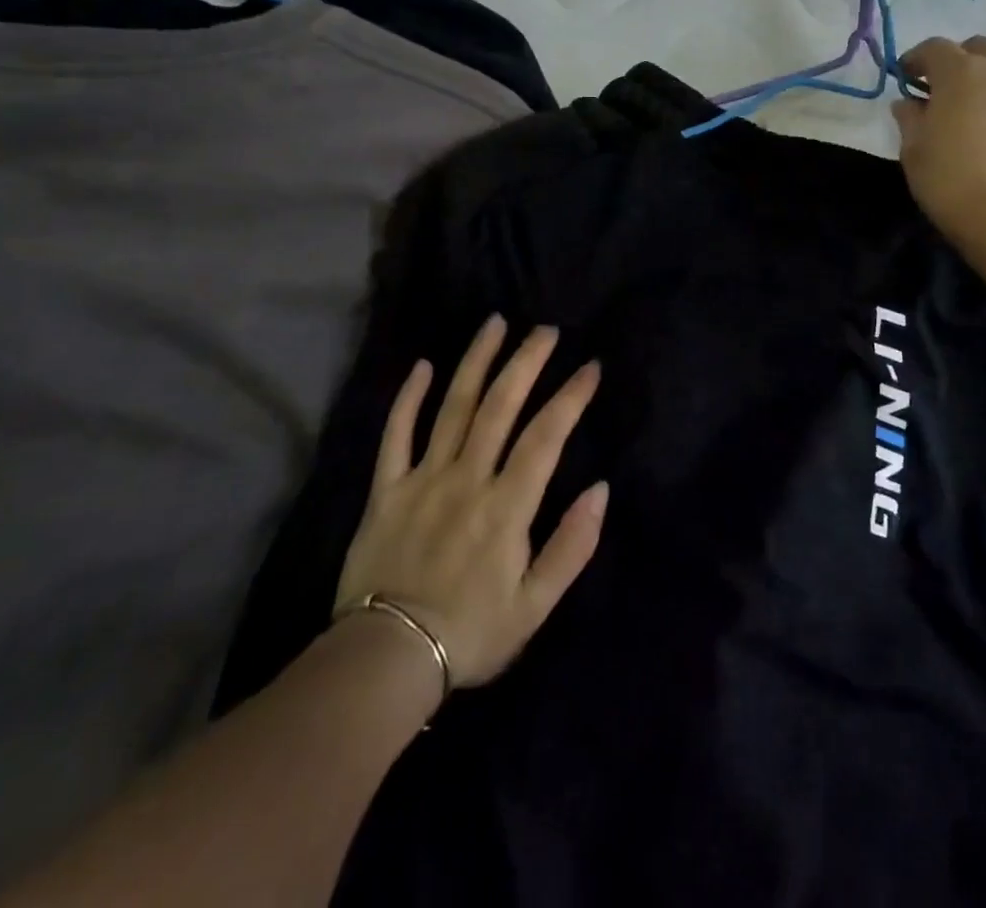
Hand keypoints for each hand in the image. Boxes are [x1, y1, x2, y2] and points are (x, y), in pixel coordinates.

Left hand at [335, 317, 607, 691]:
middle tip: (546, 330)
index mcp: (506, 506)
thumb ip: (571, 546)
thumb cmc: (471, 634)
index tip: (590, 368)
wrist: (386, 661)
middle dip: (526, 362)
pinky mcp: (386, 489)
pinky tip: (422, 365)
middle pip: (500, 406)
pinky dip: (409, 398)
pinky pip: (396, 435)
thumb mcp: (535, 606)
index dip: (571, 398)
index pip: (546, 437)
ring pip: (453, 407)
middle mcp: (467, 478)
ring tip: (496, 324)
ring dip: (476, 362)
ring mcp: (423, 478)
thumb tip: (600, 490)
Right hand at [892, 36, 985, 249]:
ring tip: (976, 115)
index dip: (915, 60)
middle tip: (942, 91)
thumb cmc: (952, 181)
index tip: (904, 78)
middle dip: (958, 61)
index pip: (934, 48)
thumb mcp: (914, 151)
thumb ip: (910, 119)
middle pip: (979, 48)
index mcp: (962, 72)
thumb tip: (909, 103)